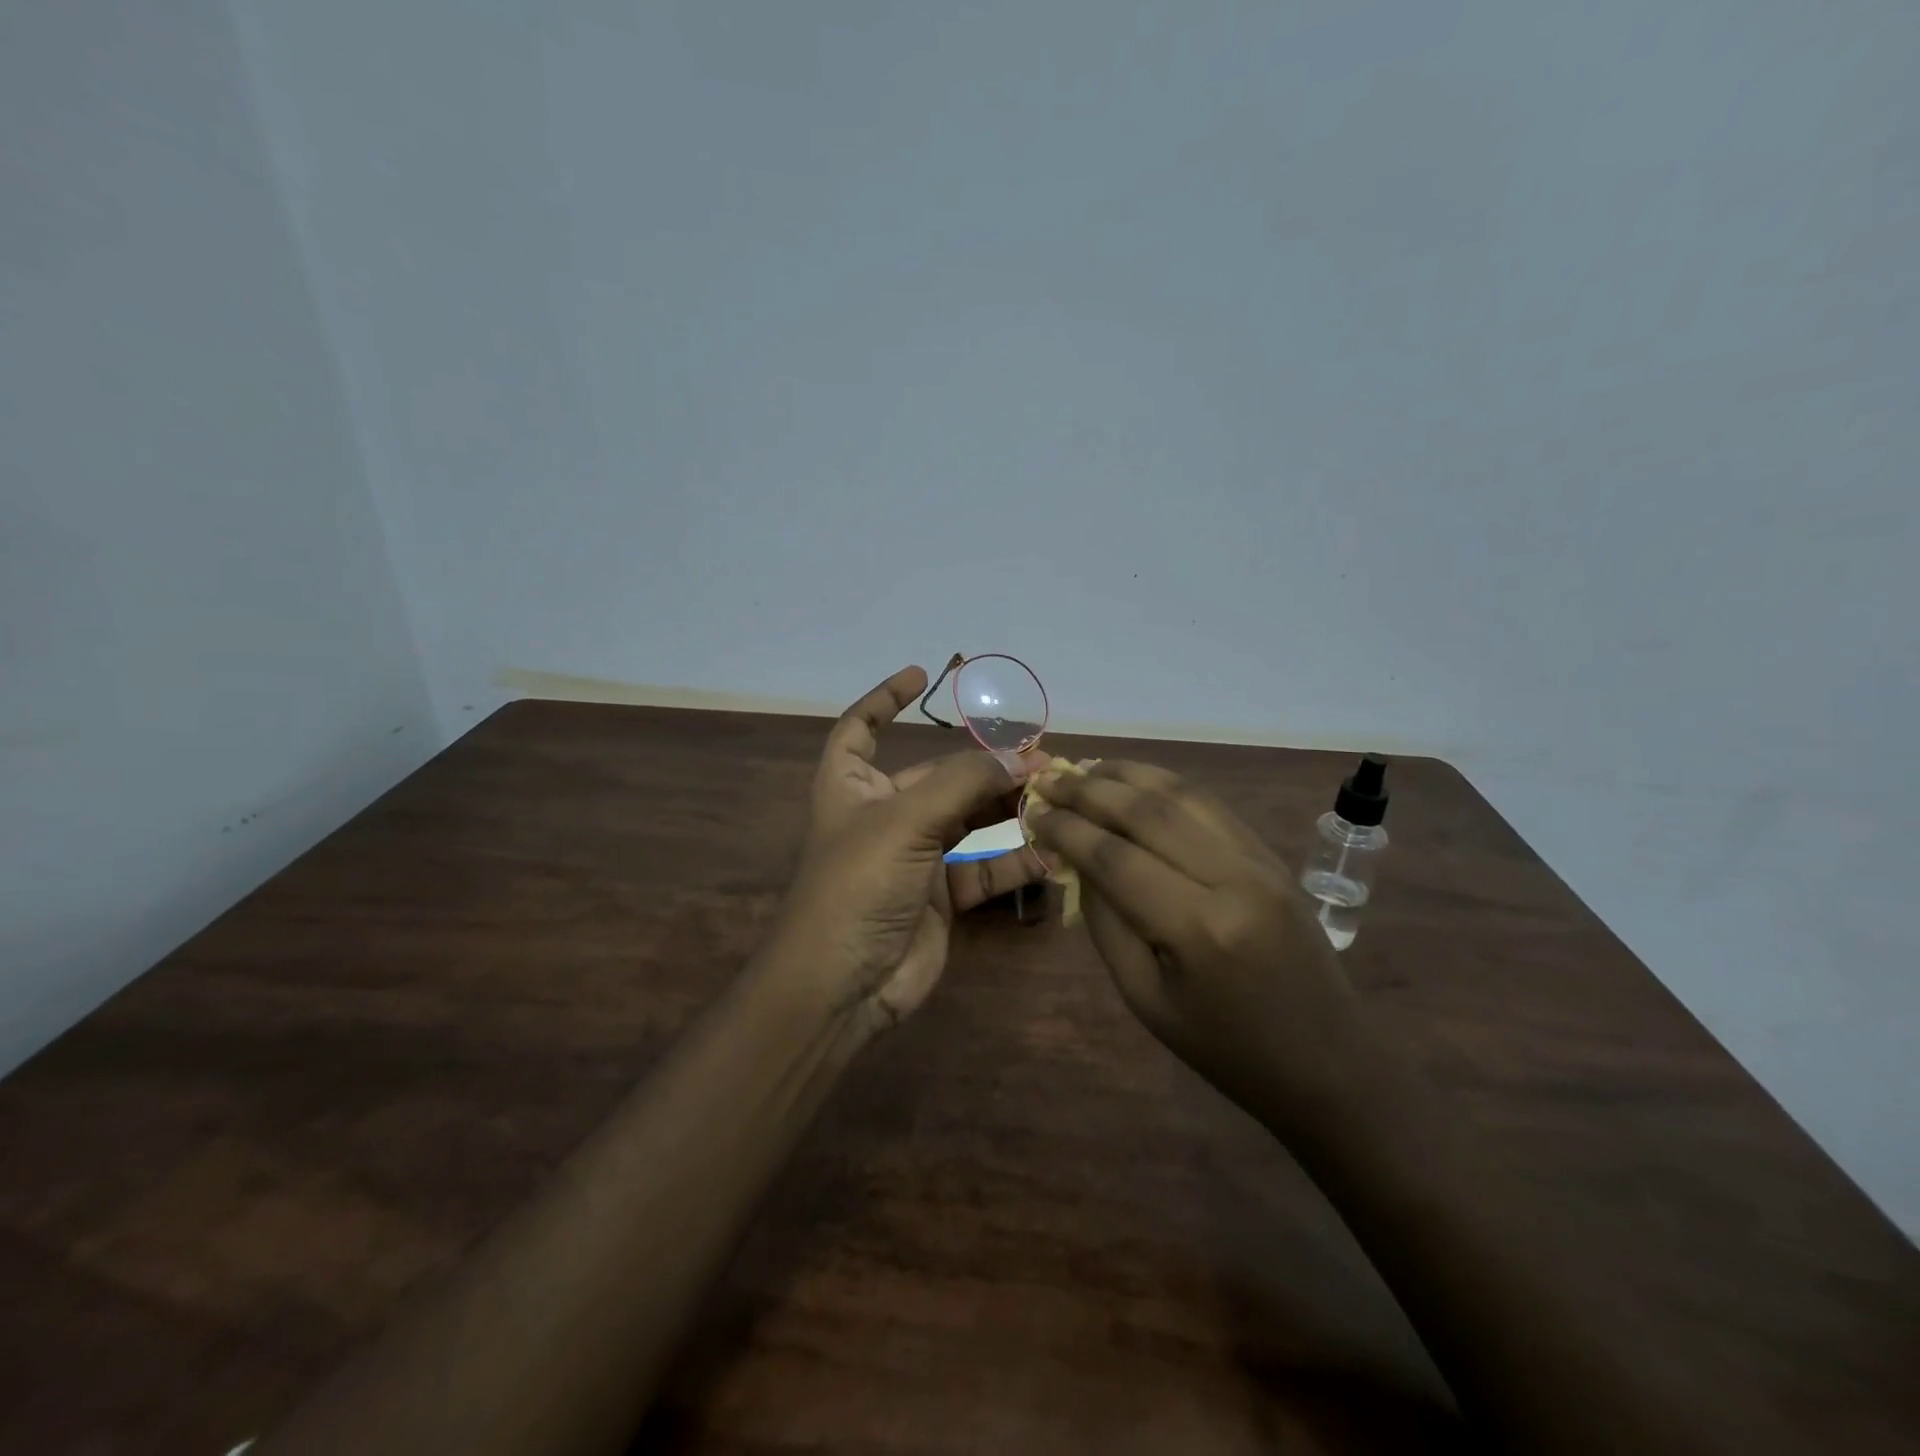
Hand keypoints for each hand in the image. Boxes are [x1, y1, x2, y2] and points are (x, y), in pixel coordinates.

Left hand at [772, 666, 1048, 1031]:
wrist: (841, 988)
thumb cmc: (855, 887)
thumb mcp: (903, 822)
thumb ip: (963, 784)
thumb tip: (1020, 756)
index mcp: (852, 787)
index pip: (860, 729)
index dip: (885, 700)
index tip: (921, 676)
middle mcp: (884, 815)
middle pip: (939, 775)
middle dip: (986, 764)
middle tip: (1041, 755)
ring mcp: (915, 857)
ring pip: (971, 820)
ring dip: (1010, 809)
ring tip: (1056, 794)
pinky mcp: (942, 897)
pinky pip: (985, 868)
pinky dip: (1016, 860)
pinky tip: (1052, 851)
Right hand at [1028, 760, 1365, 1123]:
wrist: (1328, 1063)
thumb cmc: (1225, 1049)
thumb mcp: (1146, 999)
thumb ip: (1107, 924)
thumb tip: (1077, 862)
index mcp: (1200, 928)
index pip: (1116, 857)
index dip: (1067, 830)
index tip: (1032, 812)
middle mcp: (1233, 878)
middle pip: (1148, 812)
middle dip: (1088, 790)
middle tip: (1047, 778)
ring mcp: (1259, 861)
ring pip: (1183, 794)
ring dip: (1127, 774)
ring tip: (1084, 766)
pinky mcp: (1271, 856)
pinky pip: (1210, 805)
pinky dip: (1165, 784)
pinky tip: (1136, 780)